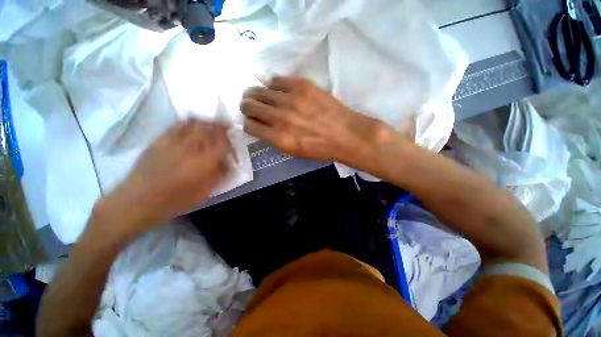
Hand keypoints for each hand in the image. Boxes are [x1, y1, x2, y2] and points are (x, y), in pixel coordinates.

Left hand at [95, 119, 229, 236]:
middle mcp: (190, 149)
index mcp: (203, 164)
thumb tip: (228, 163)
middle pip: (209, 129)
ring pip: (194, 124)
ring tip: (211, 123)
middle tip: (225, 127)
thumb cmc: (174, 201)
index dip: (229, 138)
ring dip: (206, 121)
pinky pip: (177, 125)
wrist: (136, 201)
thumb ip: (218, 176)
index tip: (233, 136)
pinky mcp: (159, 140)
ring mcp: (173, 142)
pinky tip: (192, 124)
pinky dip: (189, 122)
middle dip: (220, 125)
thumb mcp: (203, 193)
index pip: (222, 144)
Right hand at [241, 76, 379, 161]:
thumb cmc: (320, 148)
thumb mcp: (295, 152)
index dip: (249, 124)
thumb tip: (264, 127)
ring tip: (261, 96)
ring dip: (257, 94)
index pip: (250, 126)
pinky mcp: (301, 85)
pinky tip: (278, 90)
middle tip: (250, 106)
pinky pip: (277, 80)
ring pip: (260, 91)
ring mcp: (290, 99)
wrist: (344, 134)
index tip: (252, 122)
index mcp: (279, 138)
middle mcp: (280, 118)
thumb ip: (276, 140)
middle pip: (249, 105)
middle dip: (247, 106)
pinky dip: (274, 85)